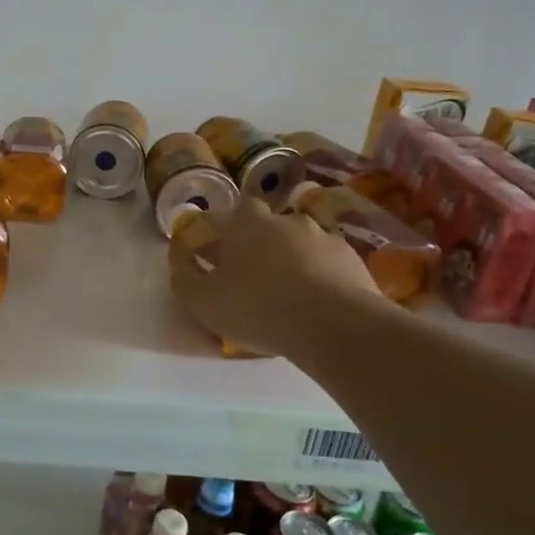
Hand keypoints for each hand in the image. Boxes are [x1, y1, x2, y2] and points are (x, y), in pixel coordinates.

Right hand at [167, 198, 380, 359]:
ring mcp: (325, 238)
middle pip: (269, 227)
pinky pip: (329, 266)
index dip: (226, 230)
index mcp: (248, 222)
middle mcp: (287, 220)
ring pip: (301, 246)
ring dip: (292, 263)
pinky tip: (317, 305)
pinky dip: (321, 279)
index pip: (234, 210)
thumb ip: (185, 277)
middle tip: (253, 279)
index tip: (221, 253)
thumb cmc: (257, 306)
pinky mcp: (353, 261)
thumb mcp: (202, 299)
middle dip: (260, 247)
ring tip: (289, 297)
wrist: (333, 325)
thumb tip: (180, 262)